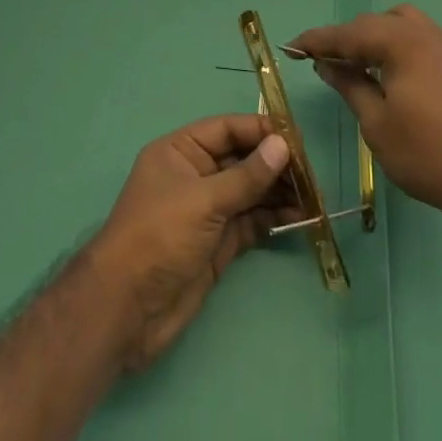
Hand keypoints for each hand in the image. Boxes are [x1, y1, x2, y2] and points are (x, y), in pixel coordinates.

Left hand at [85, 113, 294, 370]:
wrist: (127, 310)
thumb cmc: (158, 237)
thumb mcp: (203, 200)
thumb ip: (246, 176)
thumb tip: (282, 146)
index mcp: (180, 152)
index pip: (226, 129)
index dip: (260, 130)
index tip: (296, 137)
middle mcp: (195, 176)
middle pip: (241, 159)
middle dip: (275, 163)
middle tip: (312, 171)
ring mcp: (207, 211)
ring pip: (250, 192)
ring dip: (280, 192)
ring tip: (314, 195)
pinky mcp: (218, 244)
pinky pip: (251, 221)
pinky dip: (274, 218)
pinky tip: (300, 216)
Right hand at [288, 4, 441, 220]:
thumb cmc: (424, 153)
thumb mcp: (376, 122)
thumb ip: (350, 84)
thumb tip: (327, 64)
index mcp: (401, 42)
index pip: (348, 34)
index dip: (317, 41)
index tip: (291, 48)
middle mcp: (423, 33)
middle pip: (372, 23)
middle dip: (344, 39)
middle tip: (320, 61)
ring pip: (397, 24)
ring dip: (371, 37)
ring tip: (355, 64)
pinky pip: (415, 37)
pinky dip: (393, 44)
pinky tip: (385, 71)